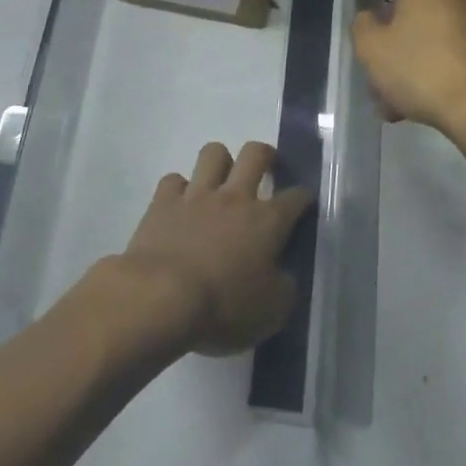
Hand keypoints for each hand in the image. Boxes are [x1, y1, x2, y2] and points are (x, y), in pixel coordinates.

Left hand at [118, 141, 313, 356]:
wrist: (161, 298)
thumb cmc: (223, 308)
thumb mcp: (272, 312)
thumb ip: (284, 287)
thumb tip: (284, 274)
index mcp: (267, 222)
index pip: (295, 197)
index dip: (303, 197)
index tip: (304, 202)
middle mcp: (235, 197)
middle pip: (255, 153)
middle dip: (265, 155)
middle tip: (265, 169)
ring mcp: (197, 195)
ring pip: (213, 153)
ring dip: (220, 162)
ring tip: (221, 180)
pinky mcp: (163, 201)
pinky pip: (173, 180)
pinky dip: (179, 189)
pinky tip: (180, 205)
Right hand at [352, 0, 465, 136]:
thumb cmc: (423, 70)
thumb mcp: (373, 51)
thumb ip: (364, 27)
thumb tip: (369, 18)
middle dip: (401, 14)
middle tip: (382, 45)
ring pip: (441, 23)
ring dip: (419, 46)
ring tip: (397, 91)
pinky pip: (461, 46)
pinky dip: (442, 62)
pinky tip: (426, 100)